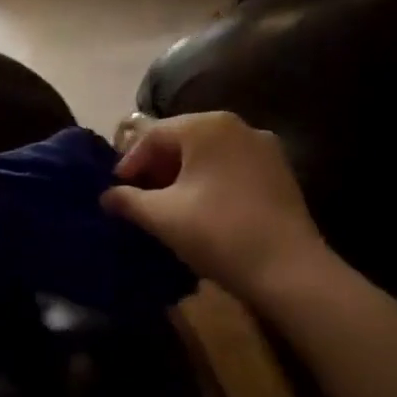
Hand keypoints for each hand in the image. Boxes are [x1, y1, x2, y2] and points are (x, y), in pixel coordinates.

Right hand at [102, 112, 330, 304]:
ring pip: (208, 155)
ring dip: (183, 176)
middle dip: (156, 168)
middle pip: (182, 140)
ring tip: (168, 206)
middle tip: (139, 197)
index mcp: (207, 126)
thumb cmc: (218, 233)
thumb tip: (107, 196)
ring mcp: (264, 148)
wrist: (289, 270)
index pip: (153, 135)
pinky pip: (232, 168)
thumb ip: (127, 200)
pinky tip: (202, 210)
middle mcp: (238, 126)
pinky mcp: (280, 173)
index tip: (117, 190)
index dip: (129, 162)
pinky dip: (210, 182)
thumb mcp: (162, 216)